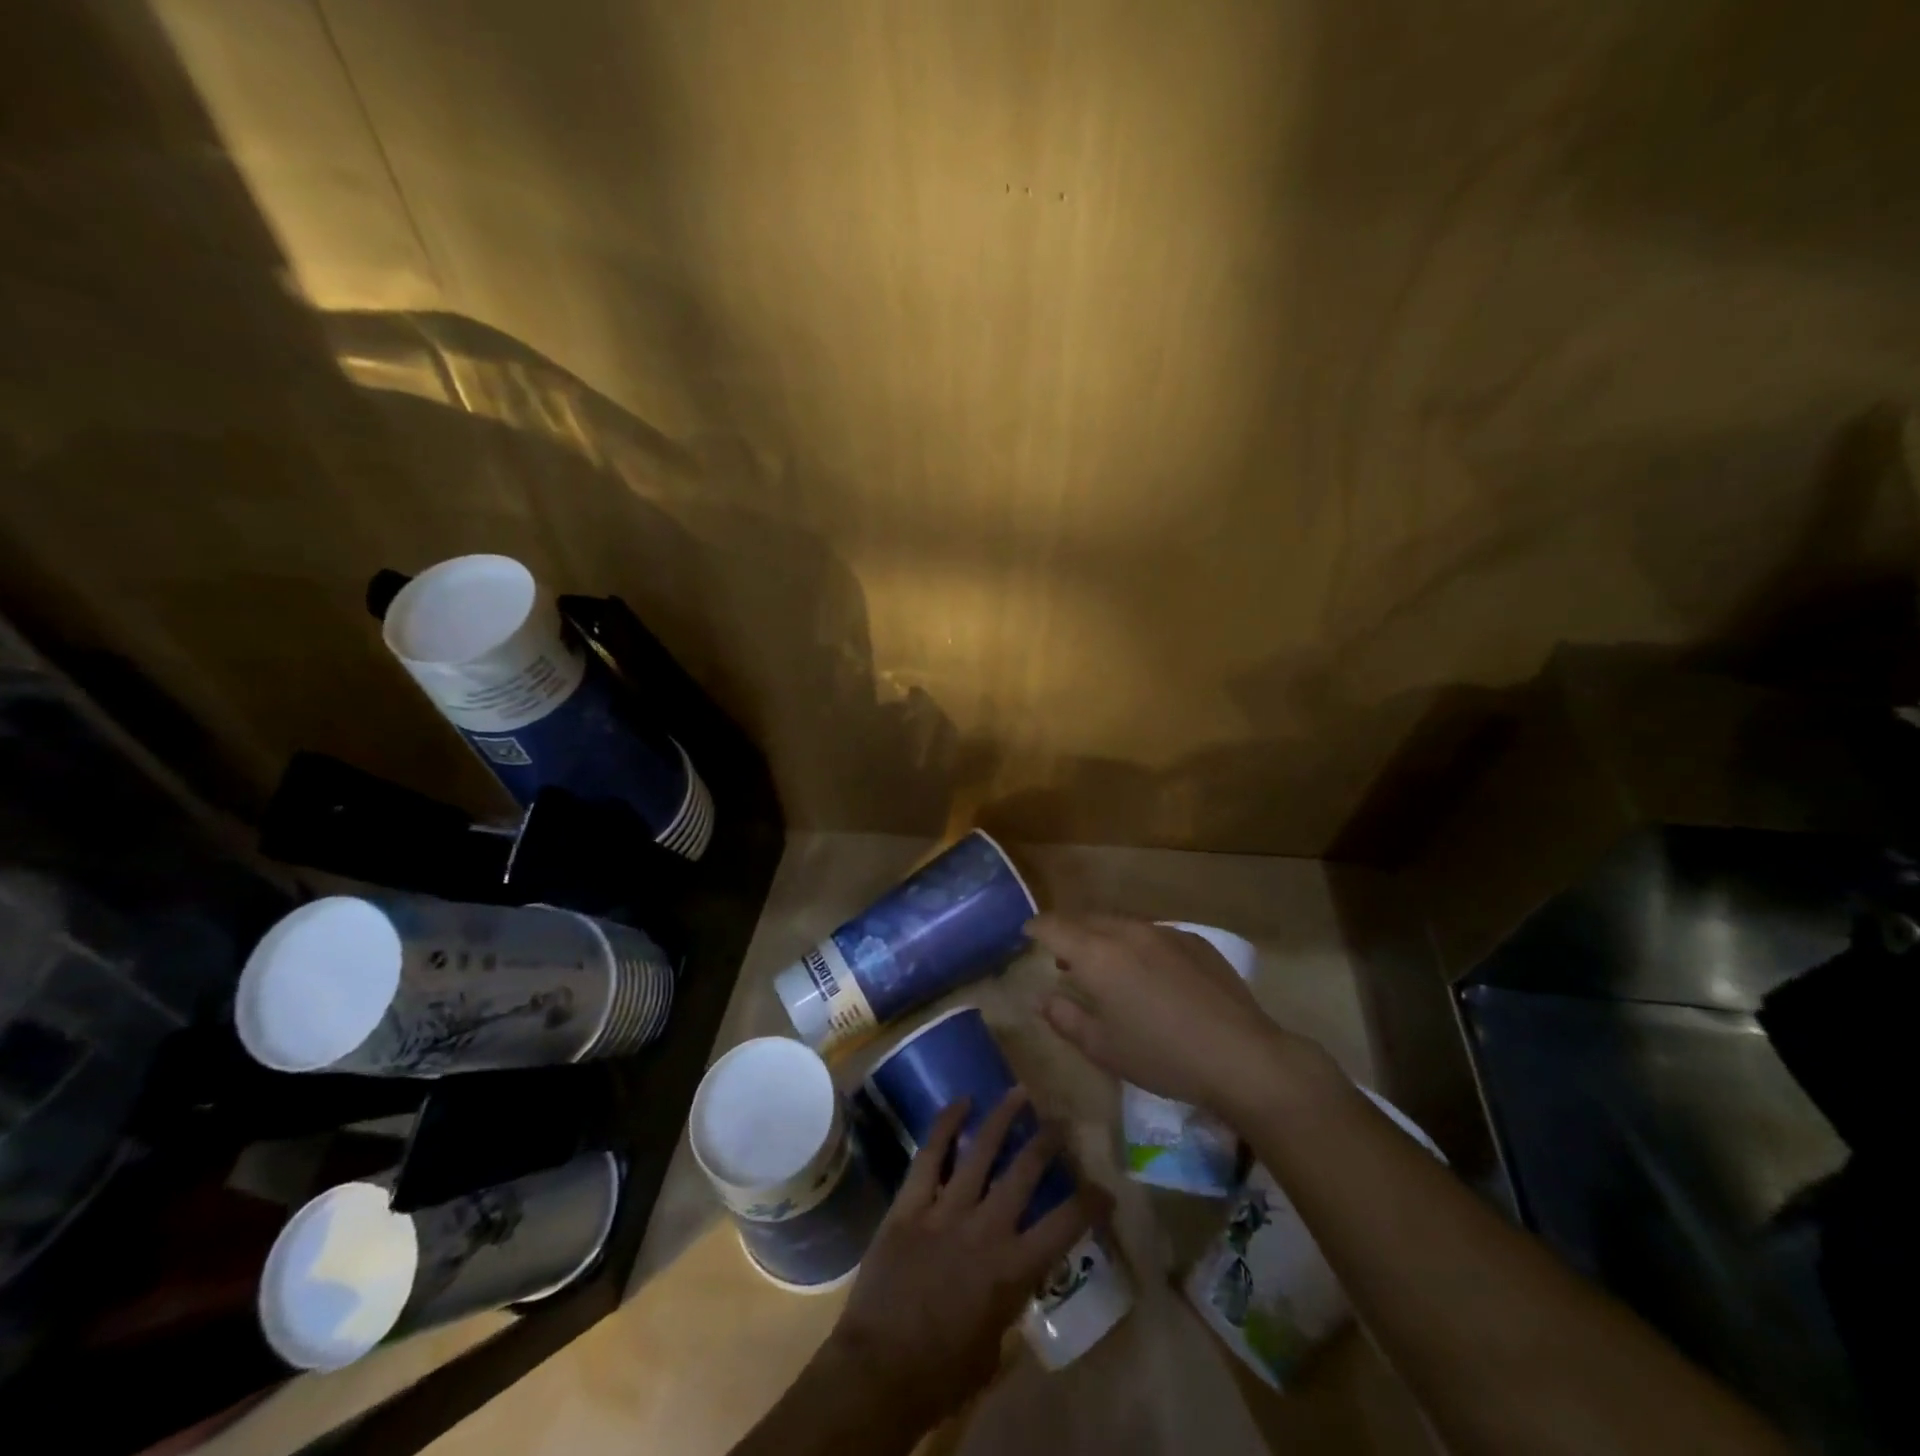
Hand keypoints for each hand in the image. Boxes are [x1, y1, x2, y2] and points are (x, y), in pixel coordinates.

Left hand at [823, 1090, 1099, 1430]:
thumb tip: (1011, 1276)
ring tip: (1018, 1093)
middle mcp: (986, 1229)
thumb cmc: (942, 1373)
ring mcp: (945, 1210)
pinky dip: (944, 1125)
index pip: (1065, 1225)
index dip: (1090, 1203)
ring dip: (1002, 1118)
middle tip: (1059, 1120)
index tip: (1104, 1188)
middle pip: (1024, 1171)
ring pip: (980, 1151)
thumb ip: (1008, 1299)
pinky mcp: (910, 1204)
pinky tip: (959, 1102)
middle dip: (1047, 1141)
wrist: (879, 1372)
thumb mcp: (994, 1345)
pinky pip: (930, 1156)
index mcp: (1013, 1268)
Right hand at [1029, 913, 1333, 1116]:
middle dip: (1068, 931)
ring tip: (1103, 963)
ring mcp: (1165, 932)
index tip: (1027, 934)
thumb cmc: (1162, 1057)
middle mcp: (1128, 932)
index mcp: (1098, 955)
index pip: (1054, 927)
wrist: (1241, 1056)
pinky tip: (1148, 973)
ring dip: (1103, 937)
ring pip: (1120, 923)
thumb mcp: (1103, 1048)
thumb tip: (1043, 999)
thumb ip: (1066, 1018)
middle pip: (1086, 920)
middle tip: (1061, 955)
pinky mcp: (1194, 940)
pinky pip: (1152, 933)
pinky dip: (1136, 944)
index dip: (1036, 928)